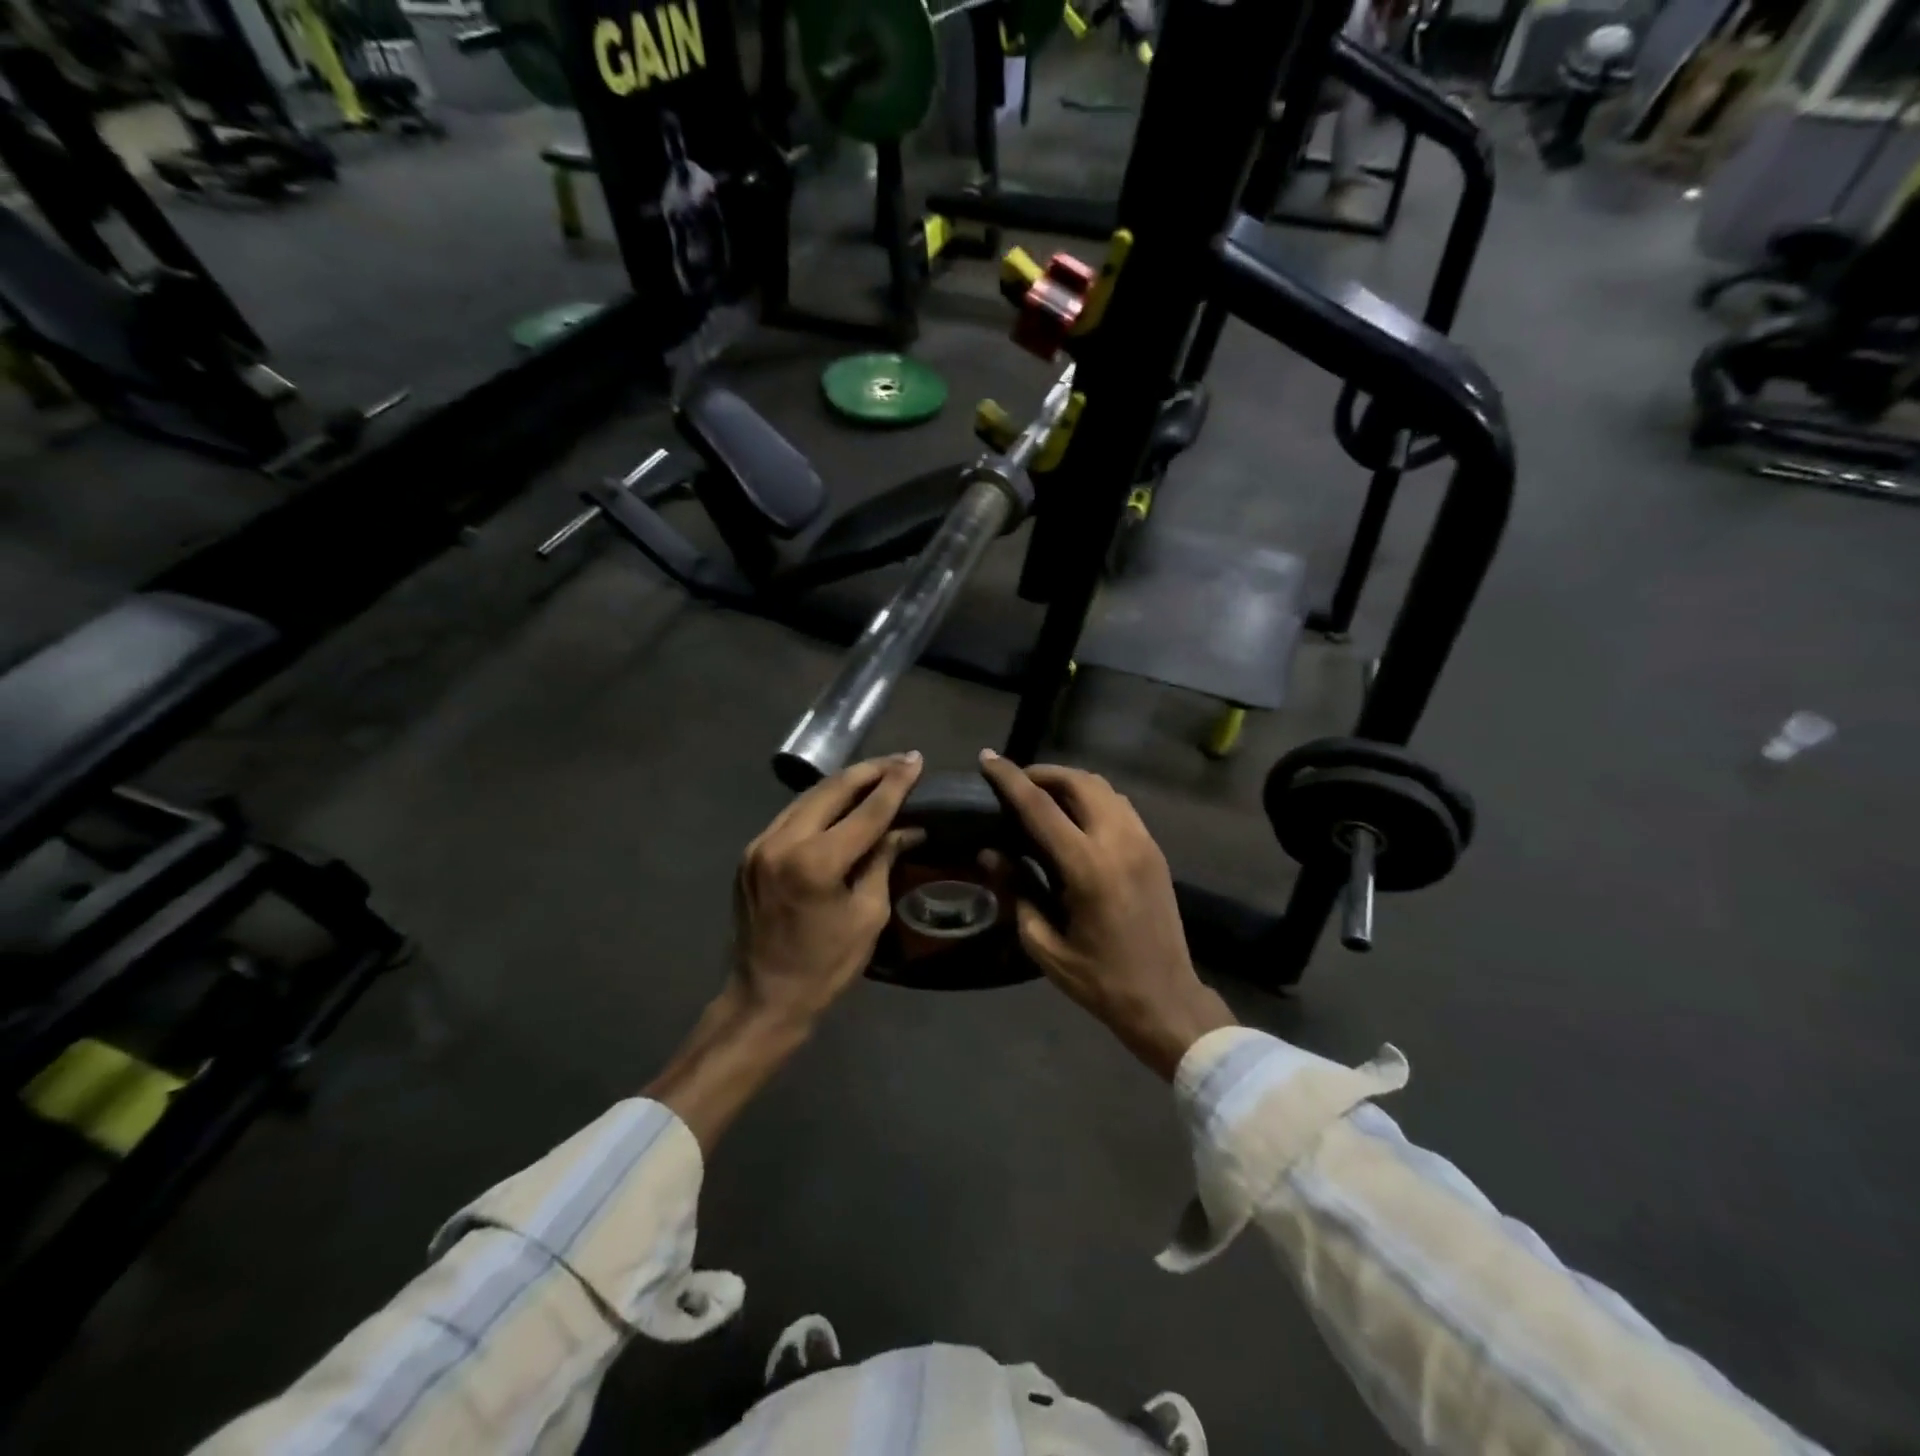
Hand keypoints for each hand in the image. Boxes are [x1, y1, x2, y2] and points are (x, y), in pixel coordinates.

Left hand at [731, 751, 925, 1024]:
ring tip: (877, 774)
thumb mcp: (868, 915)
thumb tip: (905, 829)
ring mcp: (760, 844)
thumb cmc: (826, 966)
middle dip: (870, 771)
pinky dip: (821, 803)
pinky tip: (841, 801)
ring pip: (809, 797)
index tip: (916, 760)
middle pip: (833, 789)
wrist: (764, 998)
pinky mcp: (750, 853)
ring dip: (845, 783)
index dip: (895, 784)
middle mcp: (782, 842)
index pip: (866, 811)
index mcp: (816, 862)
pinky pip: (792, 815)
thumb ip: (882, 861)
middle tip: (900, 761)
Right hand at [979, 750, 1233, 1078]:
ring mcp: (1142, 842)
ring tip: (1043, 796)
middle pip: (1079, 782)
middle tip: (1016, 783)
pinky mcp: (1154, 849)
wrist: (1165, 998)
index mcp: (1087, 867)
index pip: (1040, 807)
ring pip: (1103, 788)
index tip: (987, 759)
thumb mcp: (1044, 944)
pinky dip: (1093, 798)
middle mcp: (1118, 842)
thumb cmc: (1099, 980)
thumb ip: (1016, 891)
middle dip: (1043, 773)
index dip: (1010, 779)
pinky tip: (1076, 817)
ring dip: (1070, 782)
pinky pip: (1120, 805)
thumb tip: (990, 853)